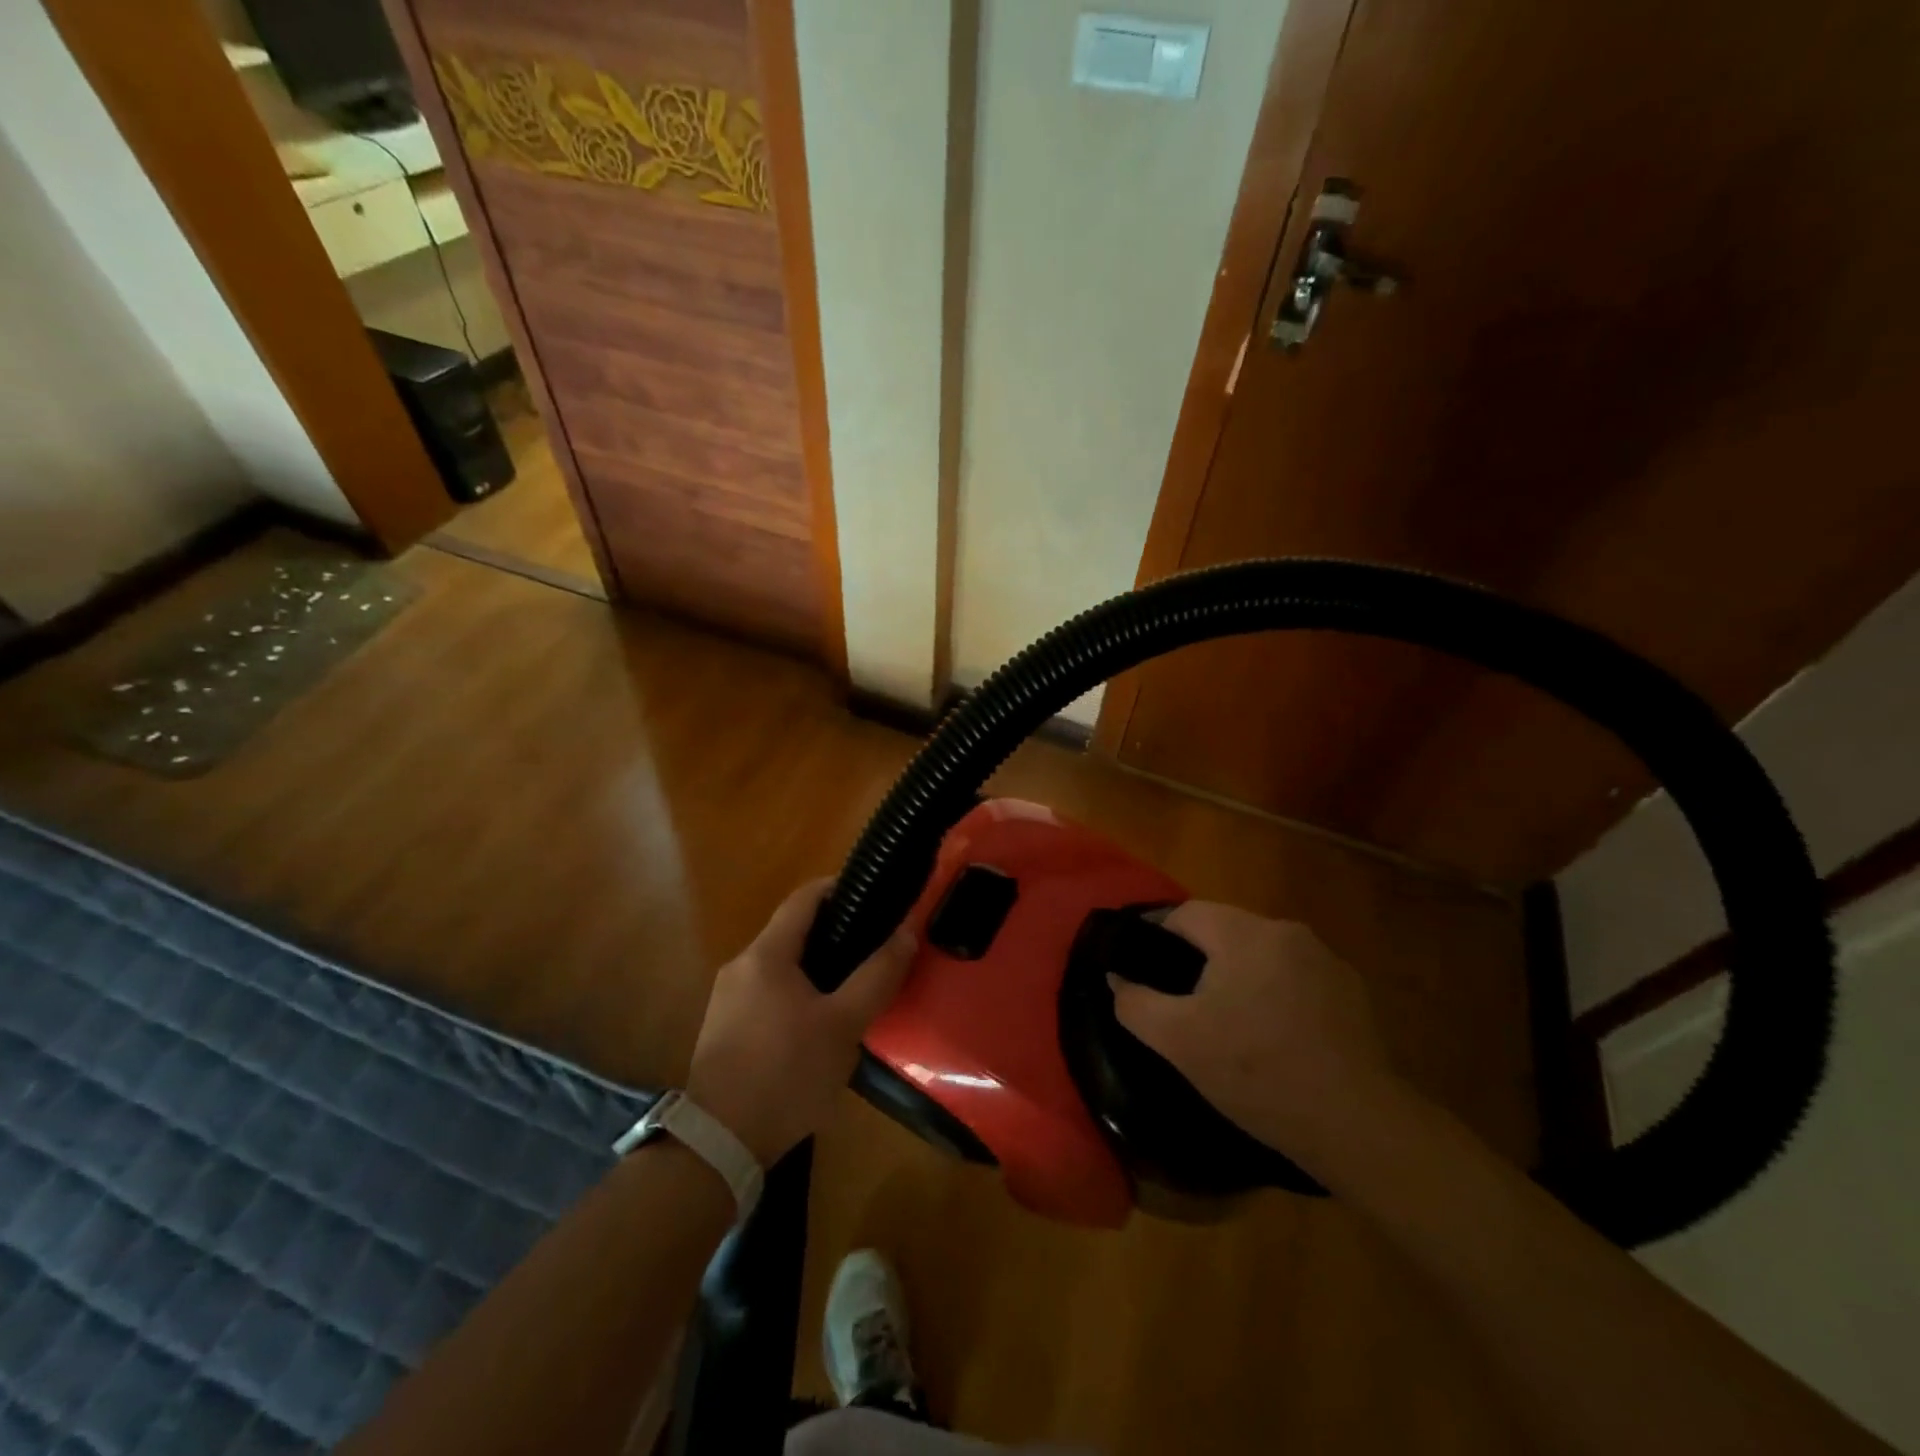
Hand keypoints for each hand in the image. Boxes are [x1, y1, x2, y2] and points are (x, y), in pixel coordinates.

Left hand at [686, 879, 916, 1166]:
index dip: (839, 887)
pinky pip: (767, 991)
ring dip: (816, 964)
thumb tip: (906, 932)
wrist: (719, 1143)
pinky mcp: (724, 1028)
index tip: (874, 894)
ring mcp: (727, 998)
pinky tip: (819, 1020)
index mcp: (766, 954)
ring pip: (780, 964)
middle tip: (874, 944)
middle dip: (834, 930)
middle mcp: (741, 965)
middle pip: (792, 931)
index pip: (804, 898)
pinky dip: (797, 990)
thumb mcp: (844, 1025)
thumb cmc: (786, 1074)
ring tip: (854, 982)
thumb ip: (877, 976)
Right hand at [1109, 901, 1392, 1164]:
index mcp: (1246, 932)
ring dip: (1239, 975)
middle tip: (1179, 1000)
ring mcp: (1327, 960)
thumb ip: (1135, 1002)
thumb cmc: (1257, 1072)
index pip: (1185, 913)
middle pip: (1225, 930)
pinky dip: (1275, 993)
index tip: (1141, 966)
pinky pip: (1295, 978)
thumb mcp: (1178, 1041)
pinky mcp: (1352, 992)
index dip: (1156, 935)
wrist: (1356, 1124)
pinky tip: (1274, 1035)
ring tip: (1226, 1020)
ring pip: (1261, 954)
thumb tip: (1117, 976)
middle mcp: (1288, 931)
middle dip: (1198, 958)